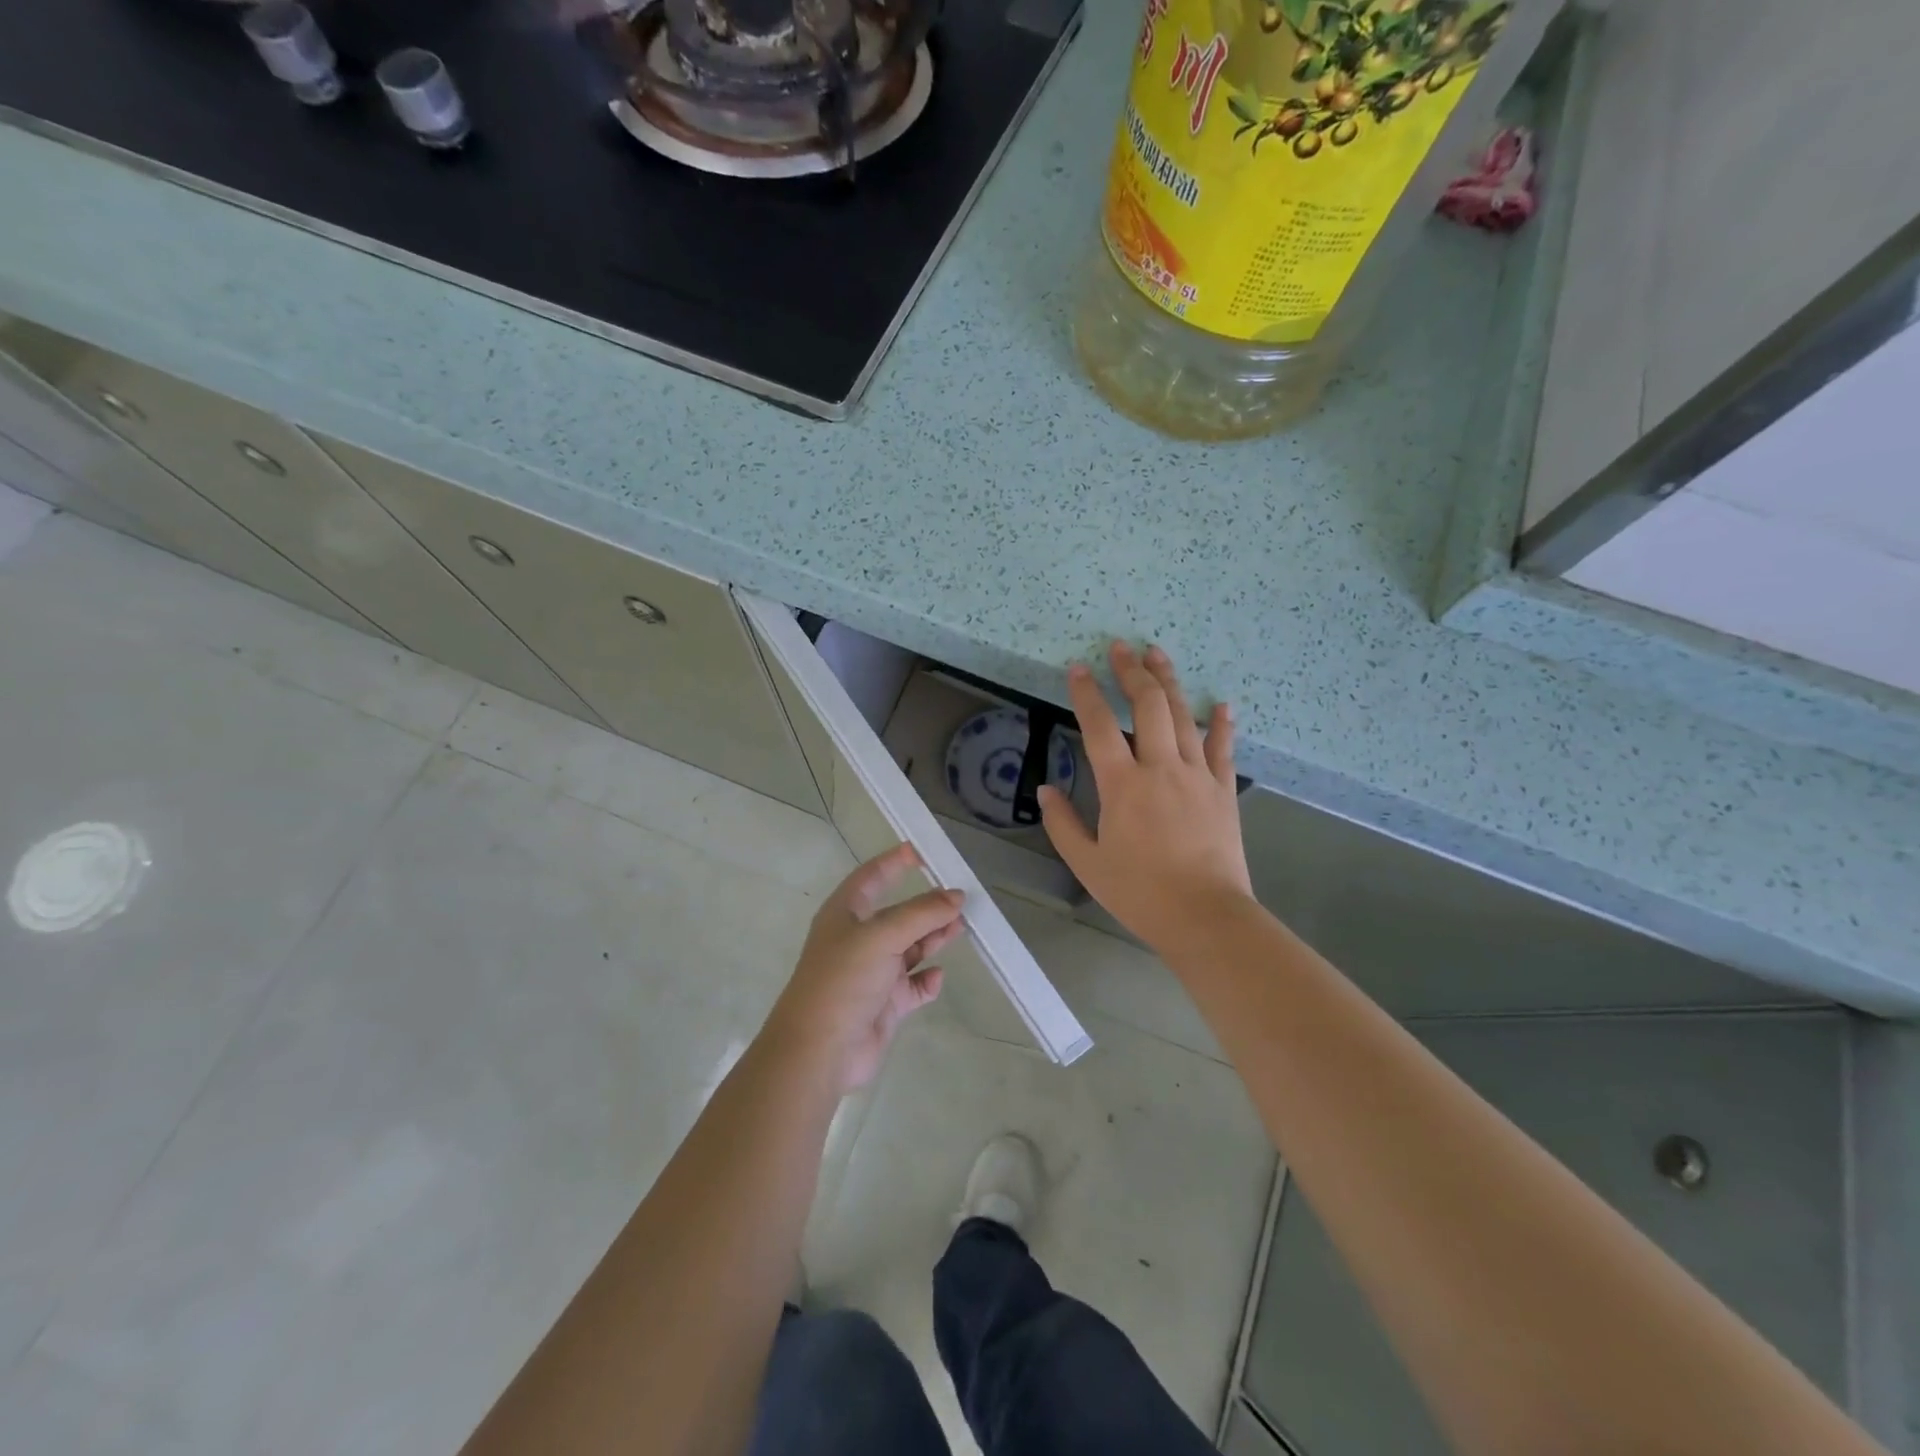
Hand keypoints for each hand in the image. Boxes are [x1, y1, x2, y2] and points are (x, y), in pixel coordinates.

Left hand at [765, 844, 965, 1093]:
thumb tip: (956, 895)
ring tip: (961, 927)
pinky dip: (926, 980)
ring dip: (933, 938)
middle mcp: (857, 940)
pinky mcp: (883, 1005)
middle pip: (897, 914)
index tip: (923, 850)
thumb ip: (921, 913)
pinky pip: (912, 987)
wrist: (819, 1051)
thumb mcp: (882, 936)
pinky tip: (938, 976)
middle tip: (961, 897)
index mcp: (845, 914)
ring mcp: (871, 974)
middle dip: (927, 905)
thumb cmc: (844, 980)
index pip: (871, 877)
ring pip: (909, 948)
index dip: (894, 861)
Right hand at [1039, 642, 1253, 953]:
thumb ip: (1063, 823)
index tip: (1077, 668)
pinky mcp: (1223, 790)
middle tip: (1121, 647)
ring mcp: (1197, 775)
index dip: (1086, 693)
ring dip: (1168, 682)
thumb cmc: (1140, 892)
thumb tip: (1045, 789)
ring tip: (1157, 654)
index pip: (1099, 726)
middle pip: (1147, 706)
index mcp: (1122, 785)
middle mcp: (1160, 768)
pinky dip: (1221, 724)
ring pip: (1183, 716)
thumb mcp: (1087, 864)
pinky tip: (1222, 704)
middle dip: (1131, 672)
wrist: (1205, 916)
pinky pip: (1223, 748)